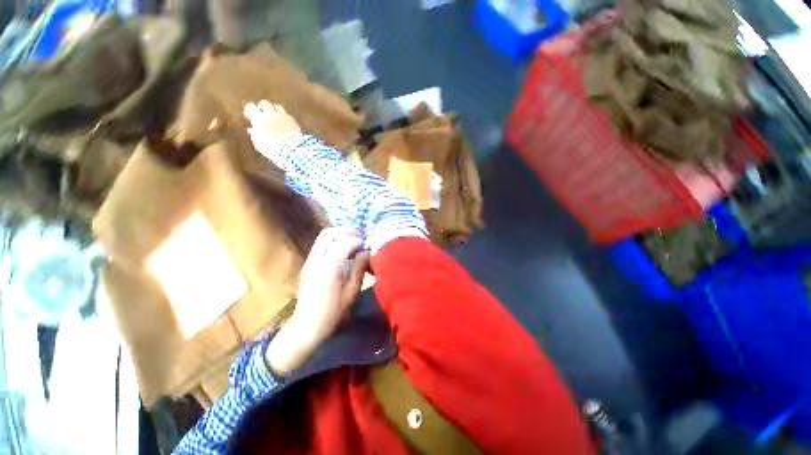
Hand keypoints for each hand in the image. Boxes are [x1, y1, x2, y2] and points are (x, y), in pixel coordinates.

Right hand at [244, 100, 301, 160]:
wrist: (290, 149)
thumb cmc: (271, 148)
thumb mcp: (259, 143)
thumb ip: (255, 134)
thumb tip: (253, 129)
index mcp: (259, 118)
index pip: (251, 107)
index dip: (249, 110)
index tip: (250, 116)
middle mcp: (270, 114)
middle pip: (265, 103)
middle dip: (262, 107)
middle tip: (262, 114)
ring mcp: (283, 116)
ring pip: (277, 106)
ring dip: (274, 110)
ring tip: (274, 116)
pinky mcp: (293, 121)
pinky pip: (287, 115)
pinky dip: (285, 118)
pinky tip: (285, 123)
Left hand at [265, 227, 368, 375]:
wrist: (306, 325)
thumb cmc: (333, 311)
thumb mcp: (352, 291)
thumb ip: (359, 268)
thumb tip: (366, 252)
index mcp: (329, 268)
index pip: (344, 243)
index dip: (357, 240)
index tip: (367, 244)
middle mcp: (316, 260)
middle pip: (329, 233)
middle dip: (347, 231)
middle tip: (360, 237)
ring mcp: (309, 260)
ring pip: (323, 236)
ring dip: (340, 234)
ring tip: (353, 241)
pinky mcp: (308, 263)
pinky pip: (321, 244)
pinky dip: (334, 241)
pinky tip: (343, 250)